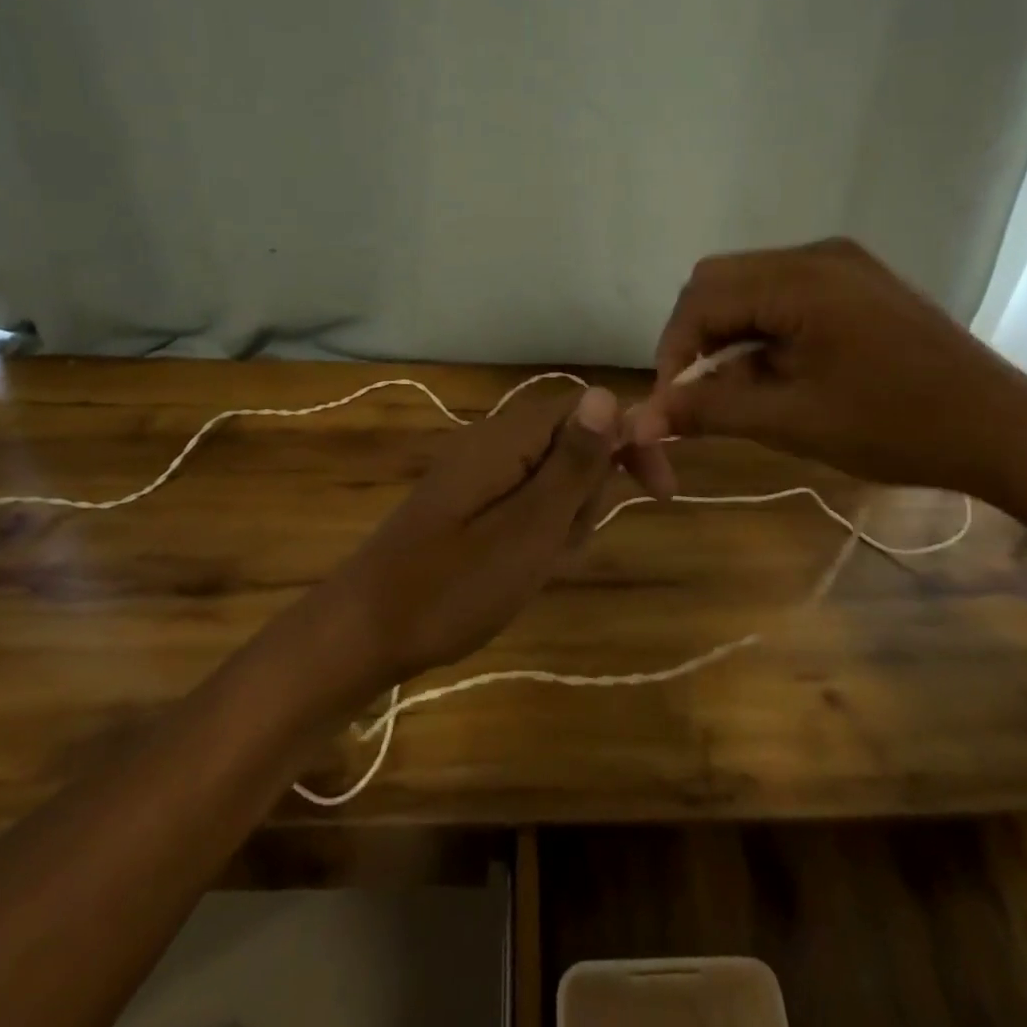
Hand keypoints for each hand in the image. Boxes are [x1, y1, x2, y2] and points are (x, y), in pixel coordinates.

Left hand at [316, 385, 622, 686]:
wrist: (366, 632)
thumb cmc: (455, 585)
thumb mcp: (531, 527)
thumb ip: (573, 461)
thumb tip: (608, 395)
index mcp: (508, 438)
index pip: (589, 409)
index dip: (630, 441)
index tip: (660, 492)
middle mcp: (493, 443)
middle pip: (573, 446)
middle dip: (588, 496)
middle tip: (565, 545)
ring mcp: (477, 474)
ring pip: (552, 482)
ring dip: (564, 522)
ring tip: (539, 566)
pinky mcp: (468, 504)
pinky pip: (524, 505)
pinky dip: (537, 536)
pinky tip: (522, 571)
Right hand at [630, 238, 1026, 494]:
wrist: (1002, 428)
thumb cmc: (898, 427)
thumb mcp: (793, 421)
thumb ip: (710, 410)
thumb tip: (643, 419)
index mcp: (800, 279)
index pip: (701, 297)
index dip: (673, 350)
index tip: (671, 403)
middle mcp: (816, 254)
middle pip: (719, 281)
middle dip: (697, 337)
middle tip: (699, 393)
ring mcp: (840, 263)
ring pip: (749, 286)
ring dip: (730, 334)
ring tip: (740, 390)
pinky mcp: (856, 281)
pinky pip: (784, 293)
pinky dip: (763, 330)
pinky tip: (777, 371)